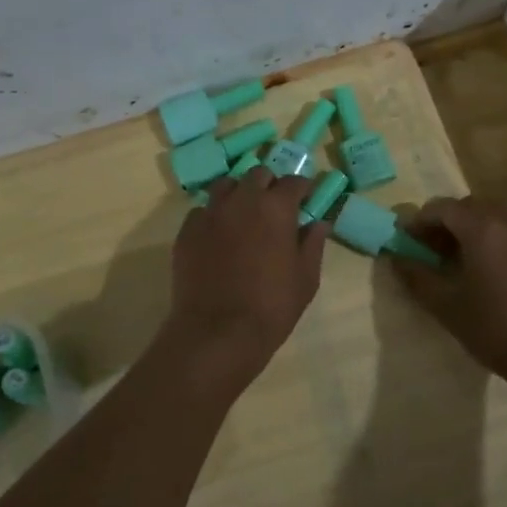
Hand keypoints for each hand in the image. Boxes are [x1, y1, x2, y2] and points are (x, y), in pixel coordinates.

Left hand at [164, 169, 327, 377]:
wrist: (217, 332)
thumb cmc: (272, 306)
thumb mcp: (306, 278)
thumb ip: (313, 244)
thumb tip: (320, 223)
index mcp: (276, 208)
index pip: (294, 181)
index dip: (302, 189)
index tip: (305, 200)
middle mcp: (242, 200)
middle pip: (258, 175)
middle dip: (269, 185)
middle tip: (274, 207)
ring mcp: (211, 213)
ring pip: (226, 185)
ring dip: (239, 193)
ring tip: (244, 214)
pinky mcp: (187, 230)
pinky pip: (203, 211)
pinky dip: (214, 215)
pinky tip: (218, 236)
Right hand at [392, 196, 506, 379]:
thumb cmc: (496, 329)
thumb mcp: (446, 306)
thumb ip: (417, 276)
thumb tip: (395, 257)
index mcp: (482, 227)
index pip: (442, 207)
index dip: (420, 221)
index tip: (408, 240)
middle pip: (472, 206)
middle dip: (449, 222)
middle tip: (437, 250)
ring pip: (501, 212)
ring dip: (479, 225)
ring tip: (470, 255)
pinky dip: (505, 236)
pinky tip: (502, 266)